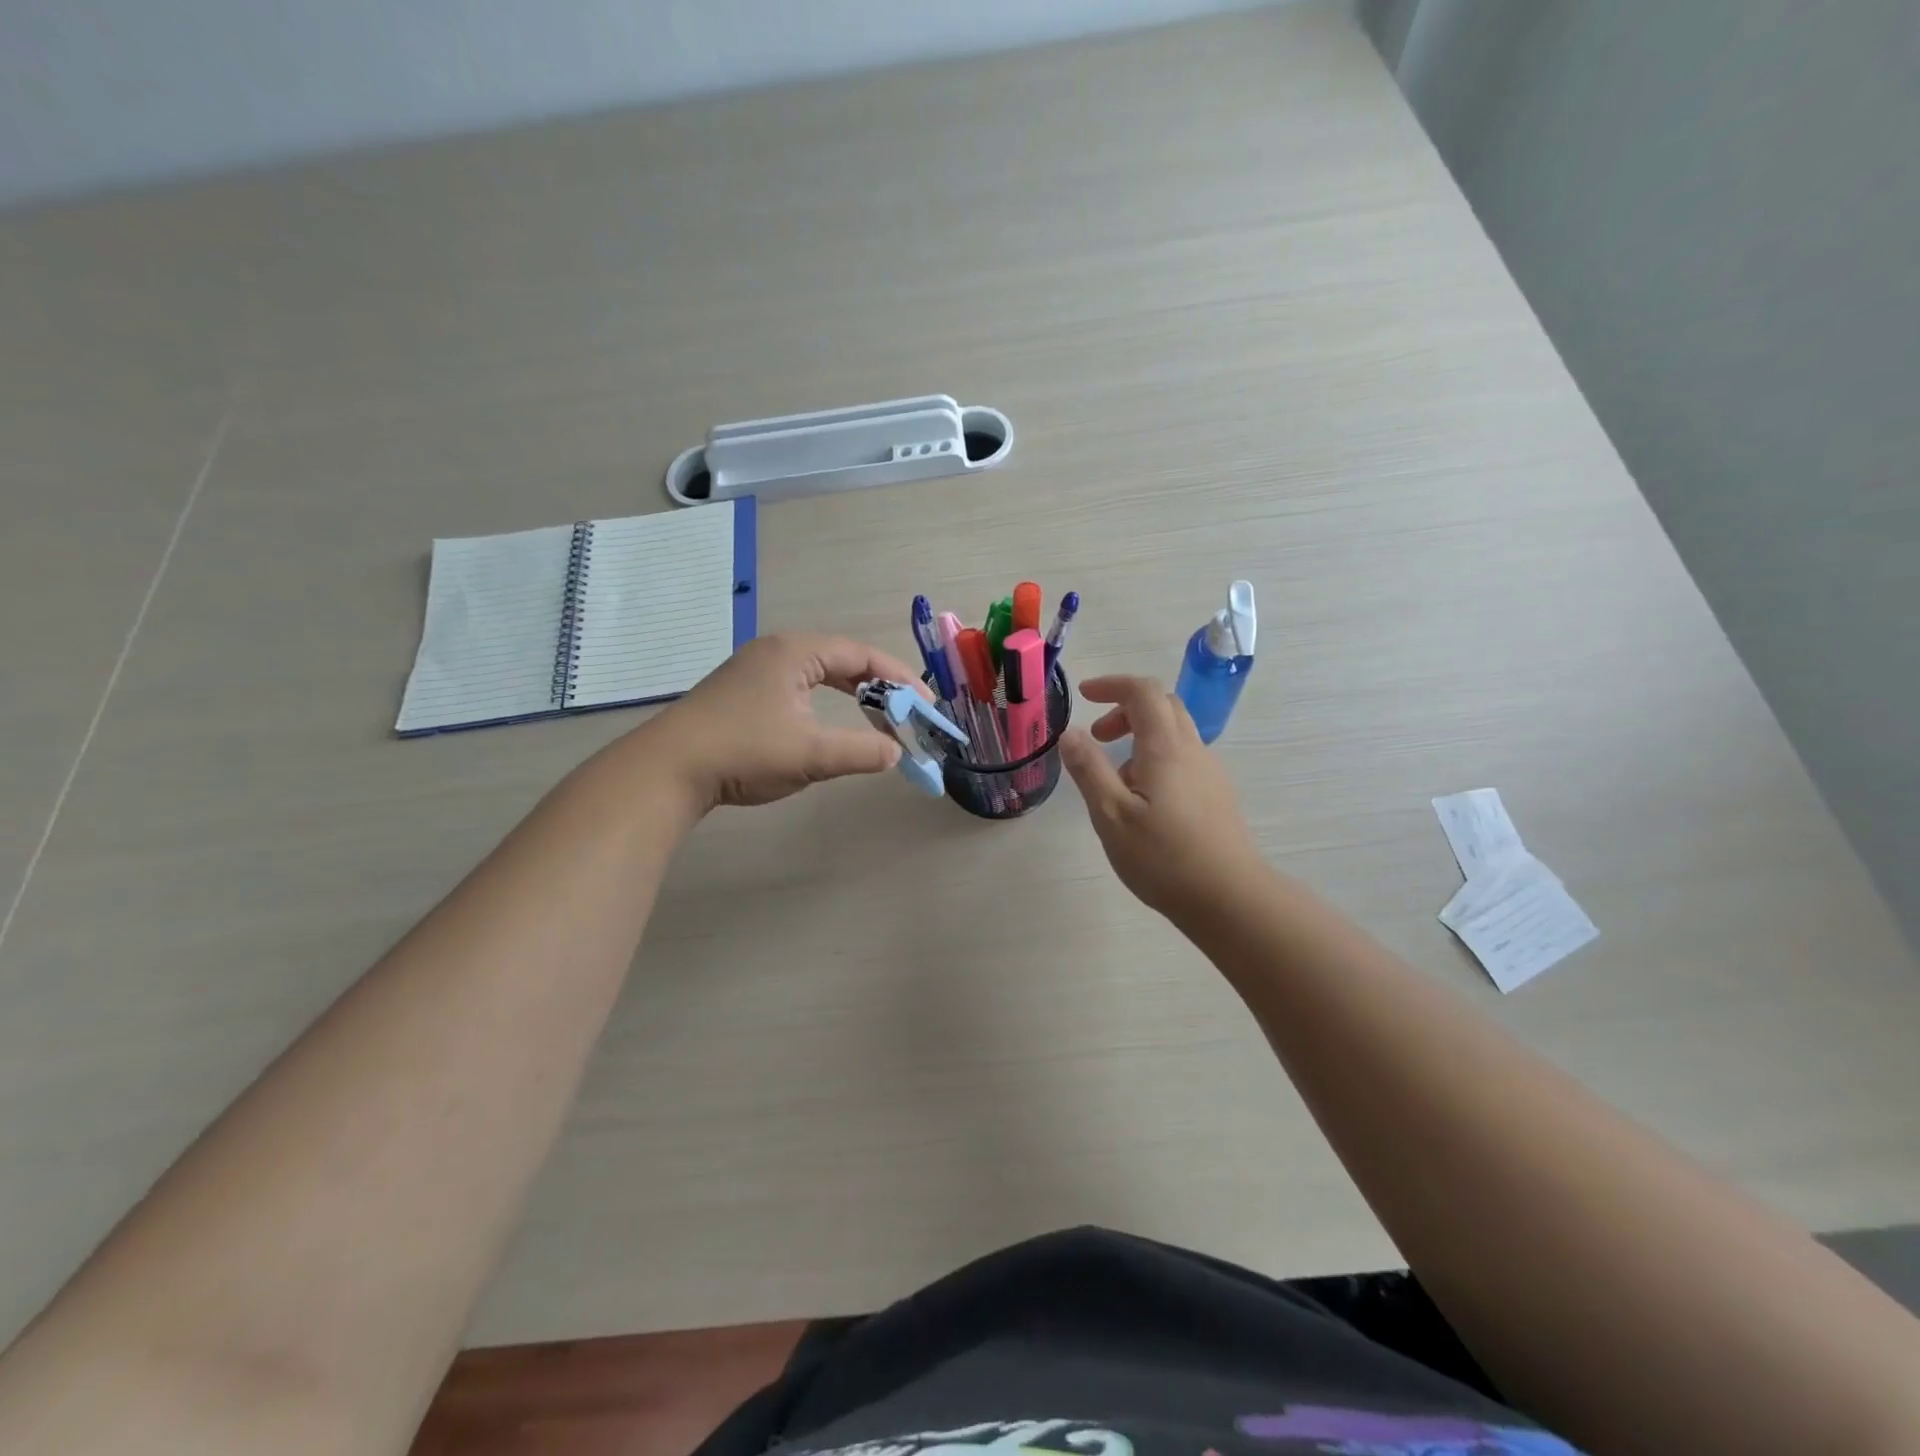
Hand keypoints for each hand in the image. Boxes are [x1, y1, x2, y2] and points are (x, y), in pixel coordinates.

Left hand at [642, 633, 924, 809]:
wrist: (667, 769)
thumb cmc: (744, 752)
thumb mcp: (811, 754)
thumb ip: (861, 751)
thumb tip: (897, 754)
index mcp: (796, 652)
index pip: (862, 655)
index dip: (900, 679)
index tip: (927, 705)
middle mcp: (776, 651)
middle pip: (842, 660)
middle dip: (880, 686)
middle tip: (908, 712)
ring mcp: (755, 670)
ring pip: (819, 674)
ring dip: (853, 695)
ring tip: (879, 718)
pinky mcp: (742, 692)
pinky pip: (799, 687)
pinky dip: (826, 702)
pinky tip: (830, 723)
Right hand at [1059, 675, 1265, 922]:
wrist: (1229, 898)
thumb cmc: (1163, 857)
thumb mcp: (1111, 815)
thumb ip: (1088, 769)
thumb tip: (1070, 733)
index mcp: (1165, 747)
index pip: (1143, 691)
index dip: (1112, 684)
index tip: (1084, 694)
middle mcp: (1192, 750)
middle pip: (1163, 705)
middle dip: (1125, 709)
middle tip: (1097, 737)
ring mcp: (1210, 772)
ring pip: (1174, 733)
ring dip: (1140, 737)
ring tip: (1115, 780)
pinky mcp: (1216, 794)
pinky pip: (1183, 758)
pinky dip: (1156, 759)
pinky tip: (1144, 802)